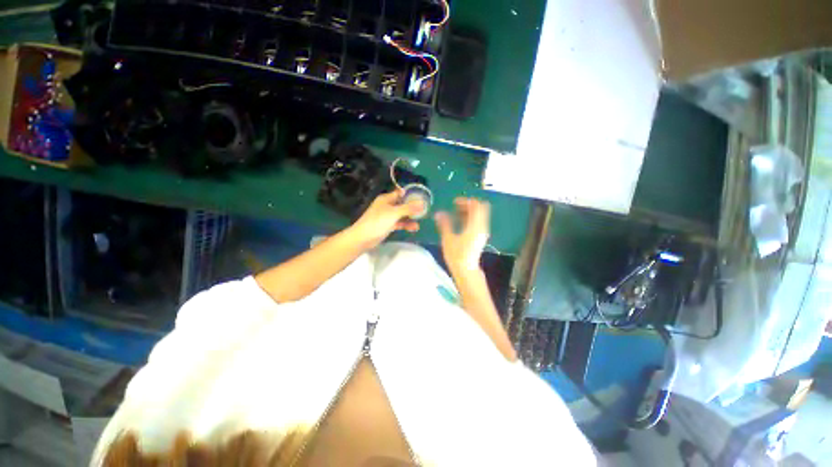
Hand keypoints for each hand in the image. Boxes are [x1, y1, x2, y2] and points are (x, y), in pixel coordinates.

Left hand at [350, 190, 423, 248]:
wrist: (363, 238)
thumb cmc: (378, 221)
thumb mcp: (395, 213)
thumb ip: (409, 208)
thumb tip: (423, 203)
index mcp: (386, 199)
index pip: (400, 193)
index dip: (410, 194)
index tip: (422, 197)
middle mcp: (387, 206)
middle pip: (402, 204)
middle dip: (412, 207)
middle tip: (424, 210)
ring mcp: (387, 216)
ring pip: (401, 215)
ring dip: (410, 218)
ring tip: (420, 222)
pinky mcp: (387, 226)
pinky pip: (399, 223)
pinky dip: (406, 225)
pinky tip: (414, 228)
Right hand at [434, 198, 489, 274]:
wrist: (466, 270)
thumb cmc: (457, 255)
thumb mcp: (448, 238)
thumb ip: (444, 224)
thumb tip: (439, 213)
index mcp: (475, 226)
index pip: (476, 206)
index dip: (466, 201)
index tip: (455, 202)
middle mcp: (482, 227)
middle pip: (481, 208)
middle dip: (469, 205)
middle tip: (456, 206)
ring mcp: (482, 232)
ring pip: (480, 215)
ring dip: (469, 211)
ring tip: (455, 214)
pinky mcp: (480, 236)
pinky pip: (478, 221)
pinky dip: (471, 218)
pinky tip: (459, 222)